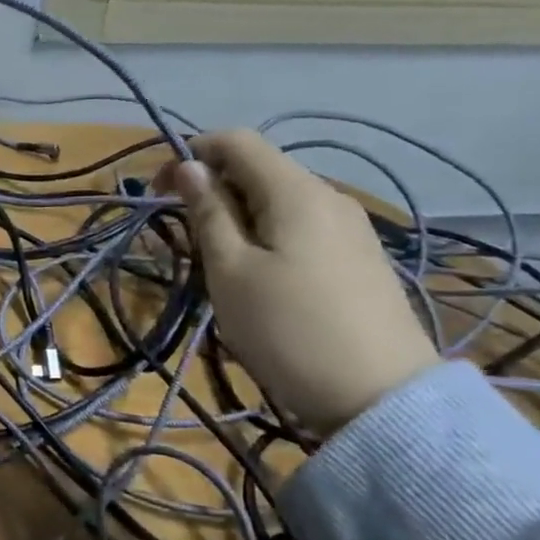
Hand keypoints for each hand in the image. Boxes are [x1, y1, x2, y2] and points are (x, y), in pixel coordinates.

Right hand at [159, 130, 438, 436]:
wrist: (381, 398)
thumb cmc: (288, 329)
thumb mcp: (229, 271)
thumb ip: (208, 212)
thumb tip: (189, 167)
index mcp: (295, 191)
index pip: (236, 140)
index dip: (190, 153)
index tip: (158, 192)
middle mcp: (328, 196)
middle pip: (258, 169)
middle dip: (212, 190)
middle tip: (183, 239)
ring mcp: (350, 227)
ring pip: (278, 200)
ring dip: (236, 216)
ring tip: (218, 265)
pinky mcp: (359, 257)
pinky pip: (300, 226)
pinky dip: (266, 235)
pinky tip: (260, 277)